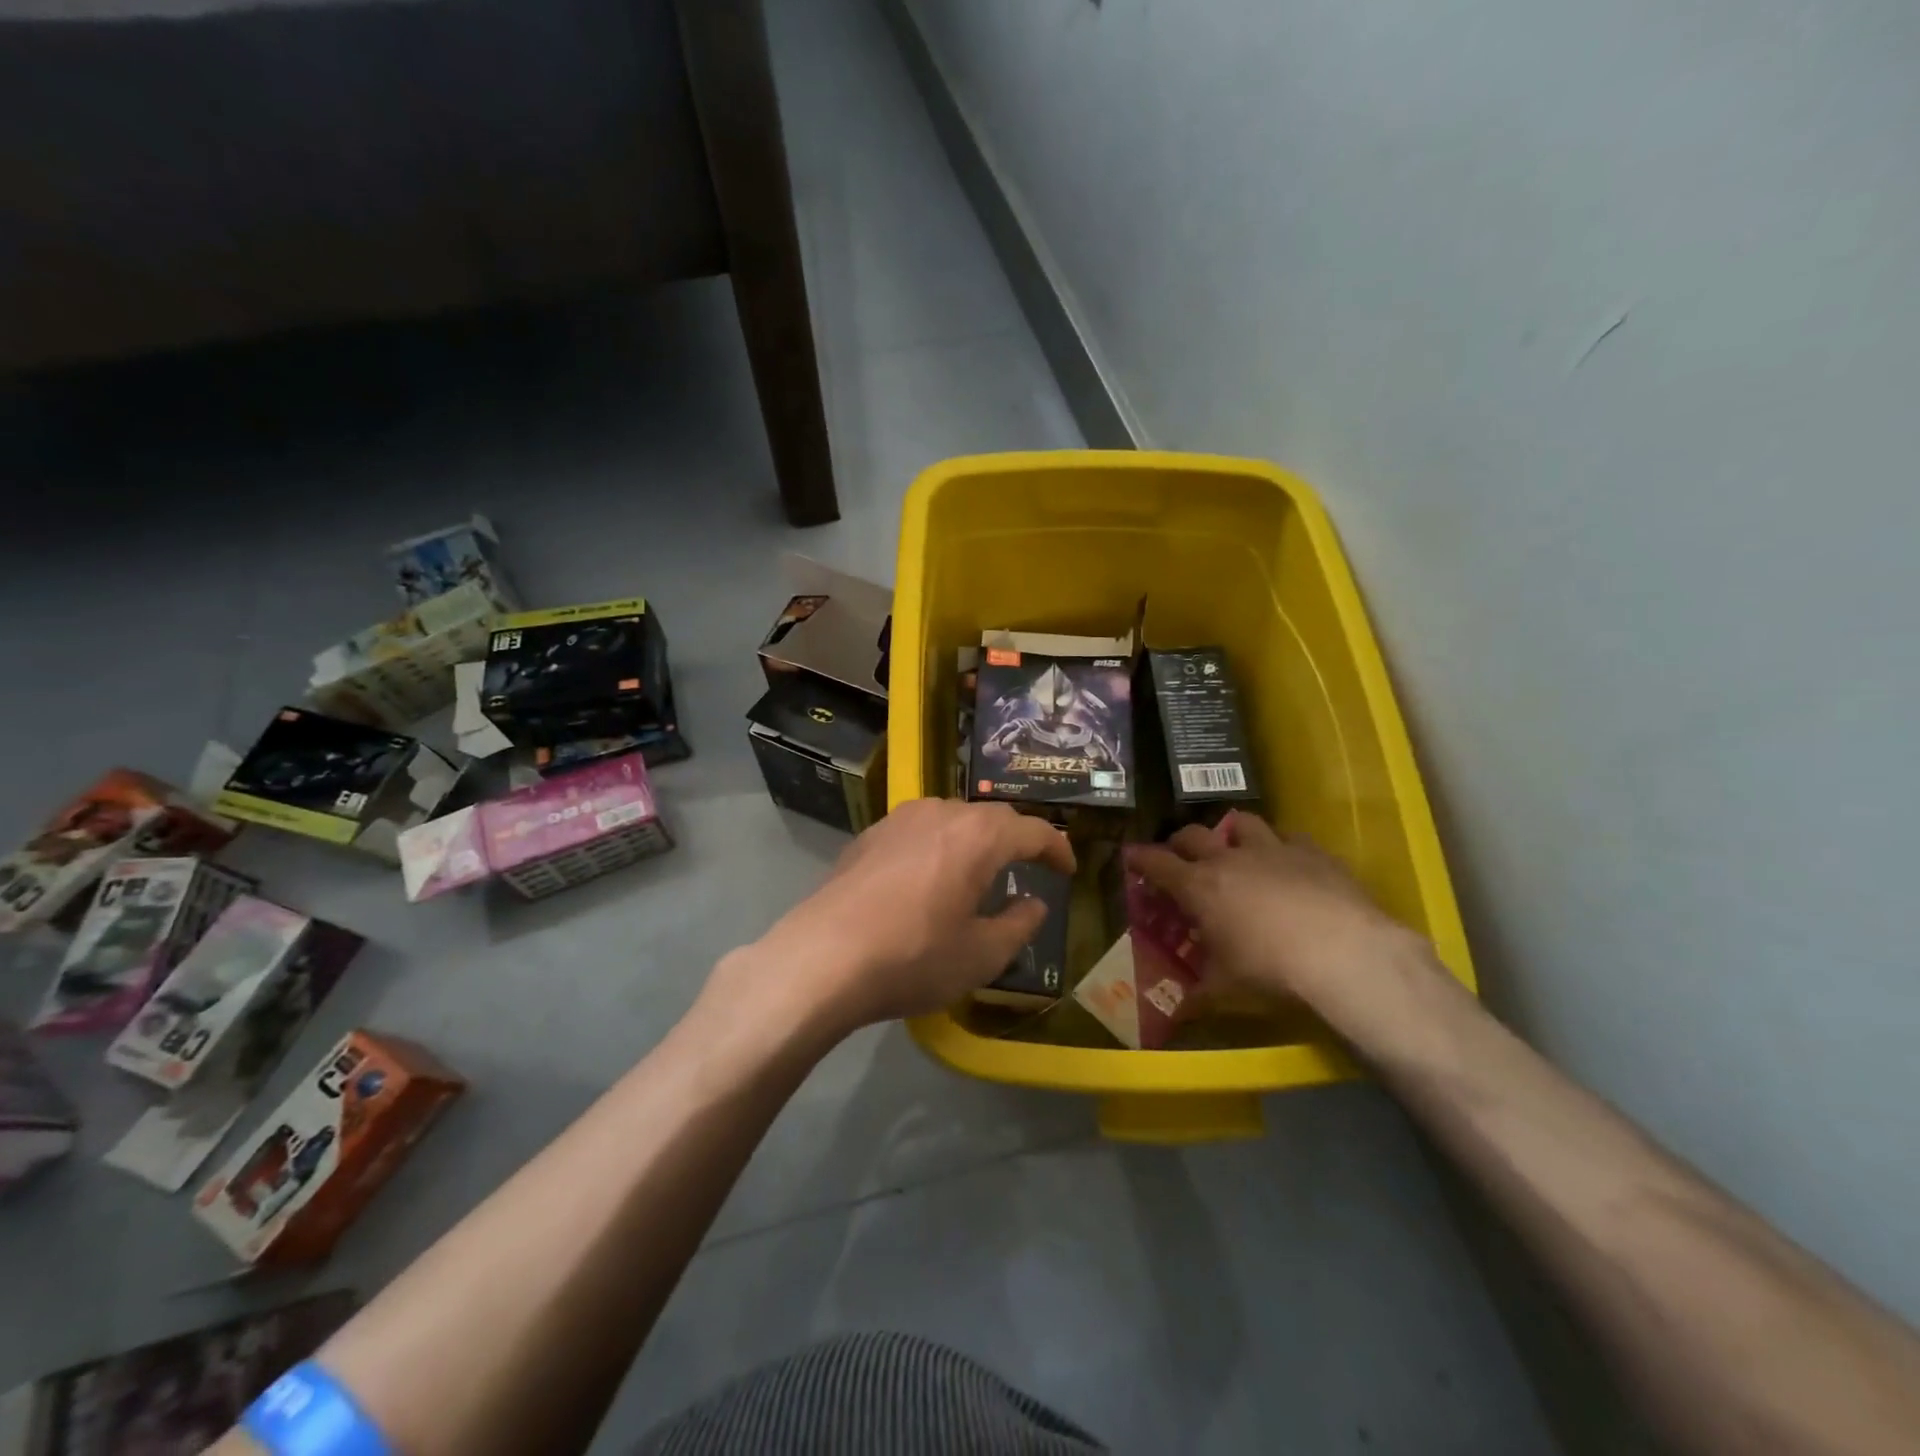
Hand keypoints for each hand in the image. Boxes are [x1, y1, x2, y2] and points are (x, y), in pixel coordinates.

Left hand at [746, 799, 1077, 1030]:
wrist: (822, 958)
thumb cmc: (913, 957)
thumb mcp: (981, 955)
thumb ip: (1018, 924)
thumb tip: (1034, 903)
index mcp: (978, 836)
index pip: (1033, 830)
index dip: (1057, 848)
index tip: (1067, 870)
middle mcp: (940, 813)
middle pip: (992, 817)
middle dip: (1017, 839)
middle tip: (1030, 867)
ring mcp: (899, 819)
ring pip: (952, 818)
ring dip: (975, 839)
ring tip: (981, 870)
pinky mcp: (869, 835)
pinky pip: (919, 830)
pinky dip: (939, 845)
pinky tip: (930, 876)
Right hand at [1128, 813, 1430, 1016]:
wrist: (1343, 953)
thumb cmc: (1270, 970)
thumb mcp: (1226, 988)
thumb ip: (1197, 994)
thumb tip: (1177, 1013)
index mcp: (1199, 886)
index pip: (1156, 863)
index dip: (1140, 858)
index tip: (1131, 856)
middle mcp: (1229, 858)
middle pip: (1192, 834)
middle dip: (1180, 843)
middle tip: (1180, 857)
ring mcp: (1272, 849)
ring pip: (1242, 823)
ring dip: (1231, 833)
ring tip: (1234, 847)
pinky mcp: (1312, 852)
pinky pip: (1289, 837)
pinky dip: (1281, 846)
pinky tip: (1288, 862)